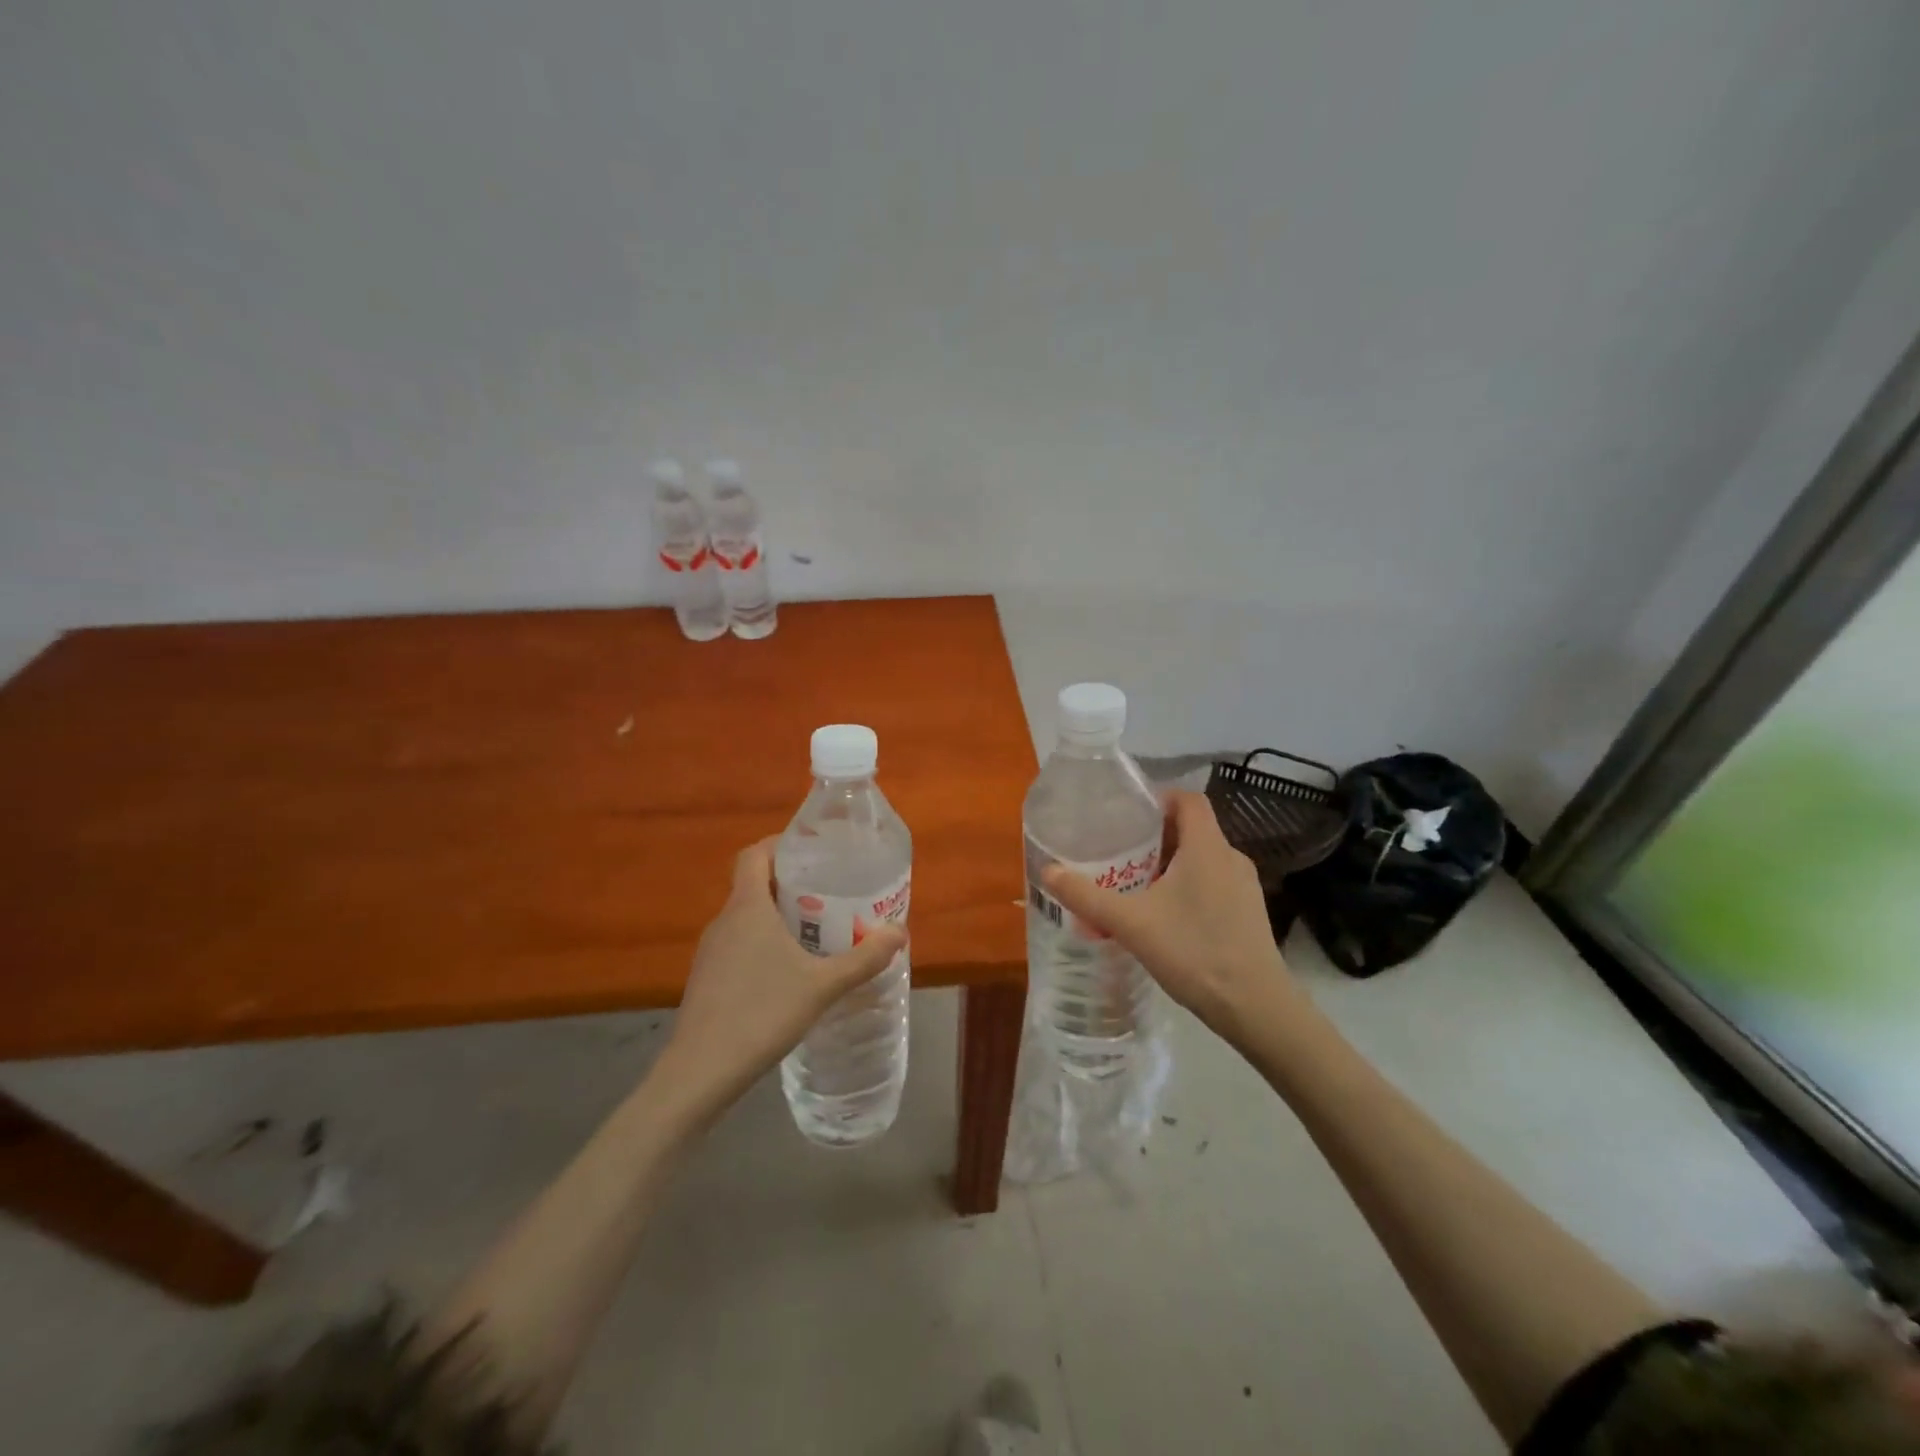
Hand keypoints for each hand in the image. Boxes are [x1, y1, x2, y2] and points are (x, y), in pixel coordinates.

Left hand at [658, 838, 905, 1112]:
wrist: (700, 1072)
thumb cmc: (762, 1013)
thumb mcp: (823, 985)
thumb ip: (863, 958)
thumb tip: (899, 932)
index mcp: (747, 907)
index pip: (755, 854)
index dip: (781, 844)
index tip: (813, 851)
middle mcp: (724, 921)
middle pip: (754, 884)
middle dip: (791, 883)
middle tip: (829, 893)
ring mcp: (710, 952)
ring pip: (746, 918)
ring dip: (777, 916)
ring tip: (816, 931)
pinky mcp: (706, 979)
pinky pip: (739, 945)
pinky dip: (763, 944)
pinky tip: (789, 973)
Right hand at [1041, 791, 1303, 1047]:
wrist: (1255, 1008)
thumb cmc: (1194, 952)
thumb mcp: (1131, 923)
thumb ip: (1087, 897)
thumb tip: (1047, 871)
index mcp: (1207, 847)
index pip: (1188, 799)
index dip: (1158, 798)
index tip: (1127, 815)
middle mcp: (1230, 858)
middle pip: (1190, 830)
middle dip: (1153, 838)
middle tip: (1118, 854)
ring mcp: (1243, 888)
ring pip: (1200, 860)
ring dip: (1167, 866)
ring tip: (1133, 887)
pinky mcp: (1247, 914)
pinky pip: (1211, 885)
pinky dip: (1184, 889)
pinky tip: (1161, 919)